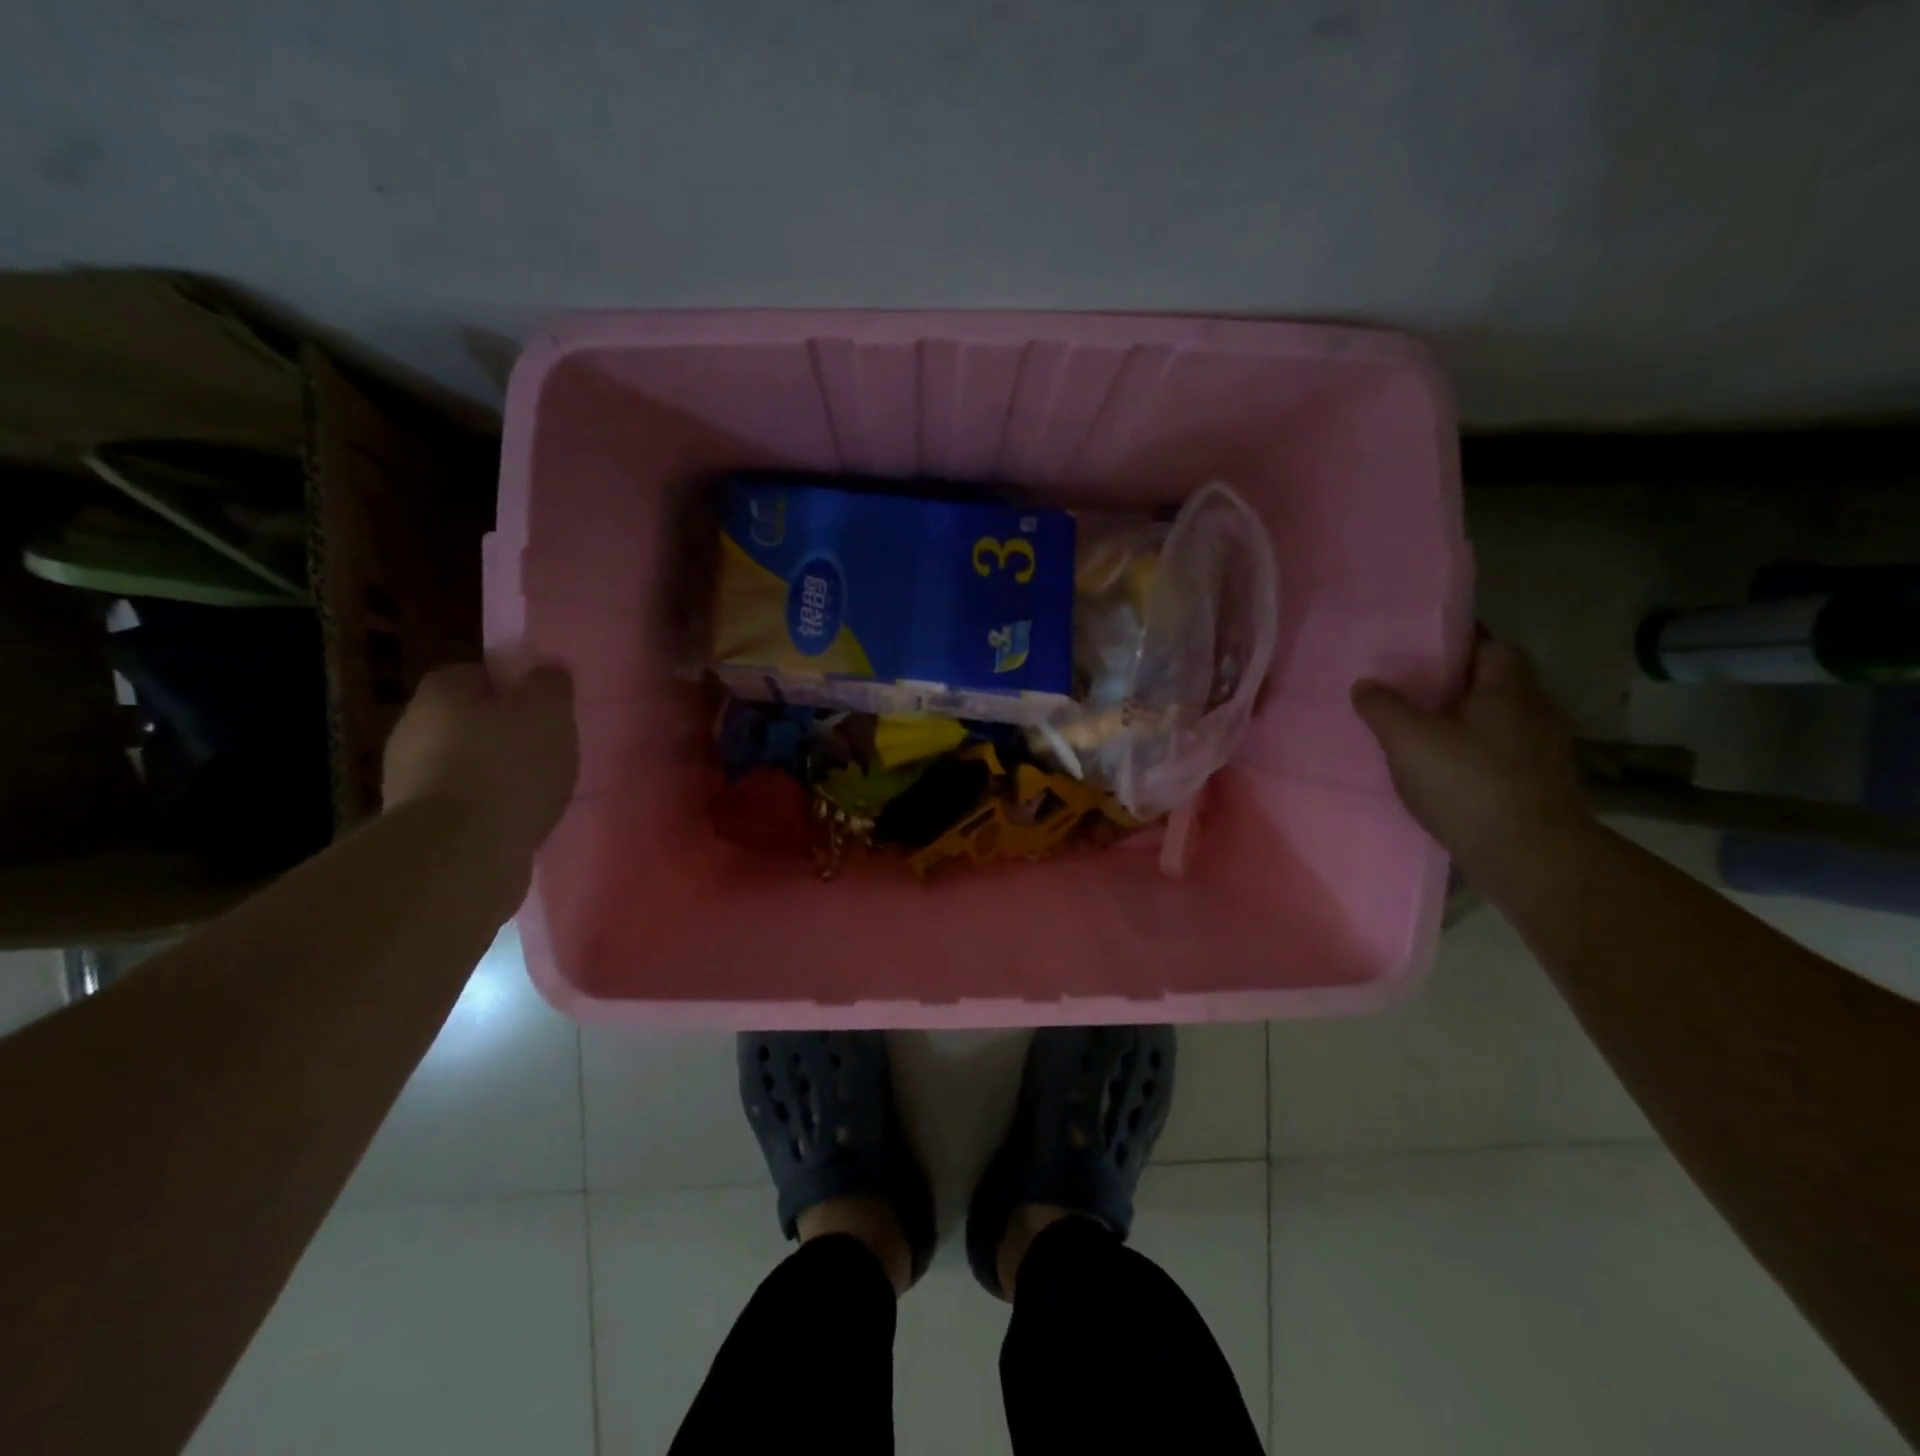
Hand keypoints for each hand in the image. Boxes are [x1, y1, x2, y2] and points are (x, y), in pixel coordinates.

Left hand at [383, 663, 578, 863]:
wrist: (461, 850)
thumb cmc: (509, 766)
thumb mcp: (548, 712)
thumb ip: (550, 685)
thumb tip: (546, 670)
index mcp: (441, 692)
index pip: (474, 673)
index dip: (509, 686)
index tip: (540, 706)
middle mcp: (412, 728)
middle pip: (464, 720)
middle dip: (499, 731)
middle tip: (543, 746)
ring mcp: (407, 779)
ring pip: (459, 763)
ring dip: (491, 772)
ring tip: (535, 789)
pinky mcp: (418, 824)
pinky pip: (460, 803)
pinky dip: (486, 807)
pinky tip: (516, 819)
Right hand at [1352, 639, 1591, 872]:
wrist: (1529, 855)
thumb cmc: (1468, 783)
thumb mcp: (1409, 740)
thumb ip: (1383, 707)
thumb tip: (1366, 684)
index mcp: (1508, 690)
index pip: (1492, 646)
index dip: (1461, 642)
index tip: (1425, 648)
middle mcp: (1535, 712)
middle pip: (1497, 684)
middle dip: (1460, 684)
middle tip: (1414, 690)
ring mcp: (1544, 752)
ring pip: (1501, 721)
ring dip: (1469, 722)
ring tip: (1425, 732)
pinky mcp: (1541, 786)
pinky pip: (1503, 755)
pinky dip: (1477, 754)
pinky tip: (1447, 771)